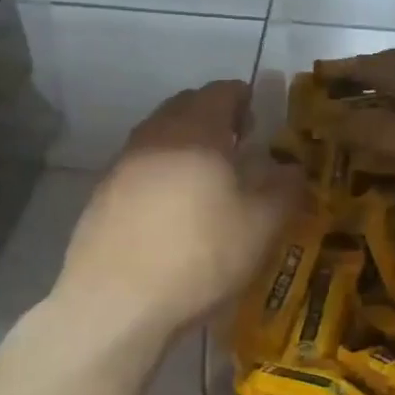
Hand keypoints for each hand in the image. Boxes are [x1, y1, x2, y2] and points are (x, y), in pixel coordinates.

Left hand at [51, 81, 302, 340]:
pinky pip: (139, 166)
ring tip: (206, 178)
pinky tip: (171, 209)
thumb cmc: (199, 255)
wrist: (115, 302)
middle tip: (236, 145)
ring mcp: (123, 163)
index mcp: (196, 130)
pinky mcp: (102, 194)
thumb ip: (285, 189)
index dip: (243, 99)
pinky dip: (161, 172)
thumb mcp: (261, 226)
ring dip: (185, 144)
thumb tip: (293, 168)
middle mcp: (155, 134)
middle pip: (186, 106)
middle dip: (213, 117)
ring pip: (159, 135)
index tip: (257, 121)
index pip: (221, 92)